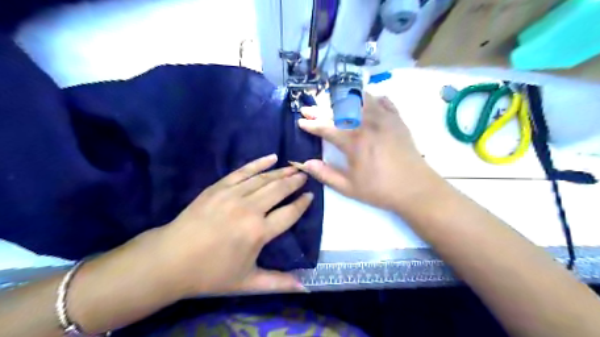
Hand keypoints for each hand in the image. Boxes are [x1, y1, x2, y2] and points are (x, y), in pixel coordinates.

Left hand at [152, 154, 313, 295]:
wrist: (171, 259)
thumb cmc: (211, 273)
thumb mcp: (248, 282)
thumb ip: (278, 283)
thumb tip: (305, 288)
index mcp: (259, 232)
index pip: (289, 213)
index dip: (302, 203)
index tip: (310, 195)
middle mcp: (250, 209)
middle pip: (279, 190)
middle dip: (294, 182)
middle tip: (305, 175)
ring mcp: (233, 195)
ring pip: (264, 179)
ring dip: (281, 172)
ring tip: (294, 168)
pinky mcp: (219, 187)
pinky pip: (243, 171)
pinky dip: (259, 163)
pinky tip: (271, 157)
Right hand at [295, 92, 439, 210]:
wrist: (415, 188)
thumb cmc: (380, 189)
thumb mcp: (349, 187)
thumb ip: (325, 174)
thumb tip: (305, 163)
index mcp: (354, 142)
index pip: (326, 127)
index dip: (311, 124)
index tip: (300, 121)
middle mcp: (367, 124)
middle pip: (339, 110)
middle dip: (320, 108)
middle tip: (308, 107)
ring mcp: (384, 119)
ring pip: (360, 99)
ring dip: (343, 97)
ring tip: (332, 98)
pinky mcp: (397, 119)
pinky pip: (383, 101)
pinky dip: (371, 98)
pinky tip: (365, 100)